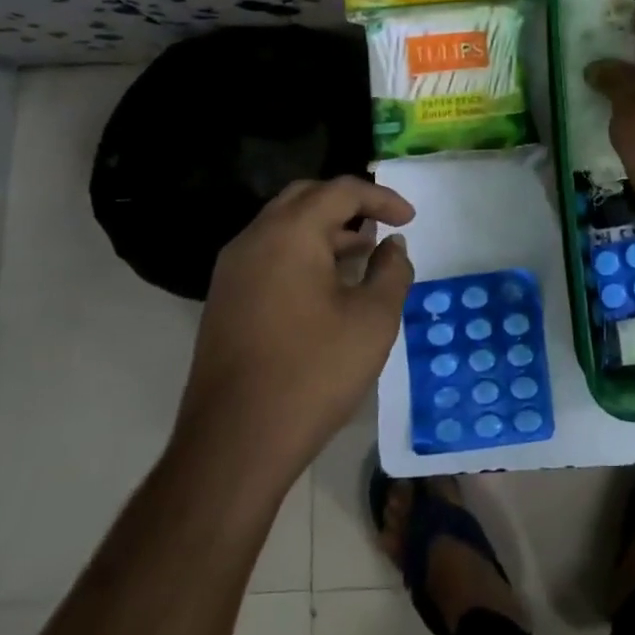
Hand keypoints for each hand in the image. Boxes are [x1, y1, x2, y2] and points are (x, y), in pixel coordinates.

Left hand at [177, 177, 414, 476]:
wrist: (235, 443)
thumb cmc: (313, 372)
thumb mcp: (373, 319)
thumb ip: (391, 271)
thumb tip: (392, 247)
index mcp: (289, 234)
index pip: (340, 191)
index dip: (381, 198)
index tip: (410, 220)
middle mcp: (254, 240)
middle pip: (305, 198)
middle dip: (348, 204)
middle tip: (382, 223)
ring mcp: (232, 271)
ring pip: (283, 227)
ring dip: (325, 230)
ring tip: (363, 253)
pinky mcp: (225, 300)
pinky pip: (269, 254)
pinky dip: (303, 253)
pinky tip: (328, 285)